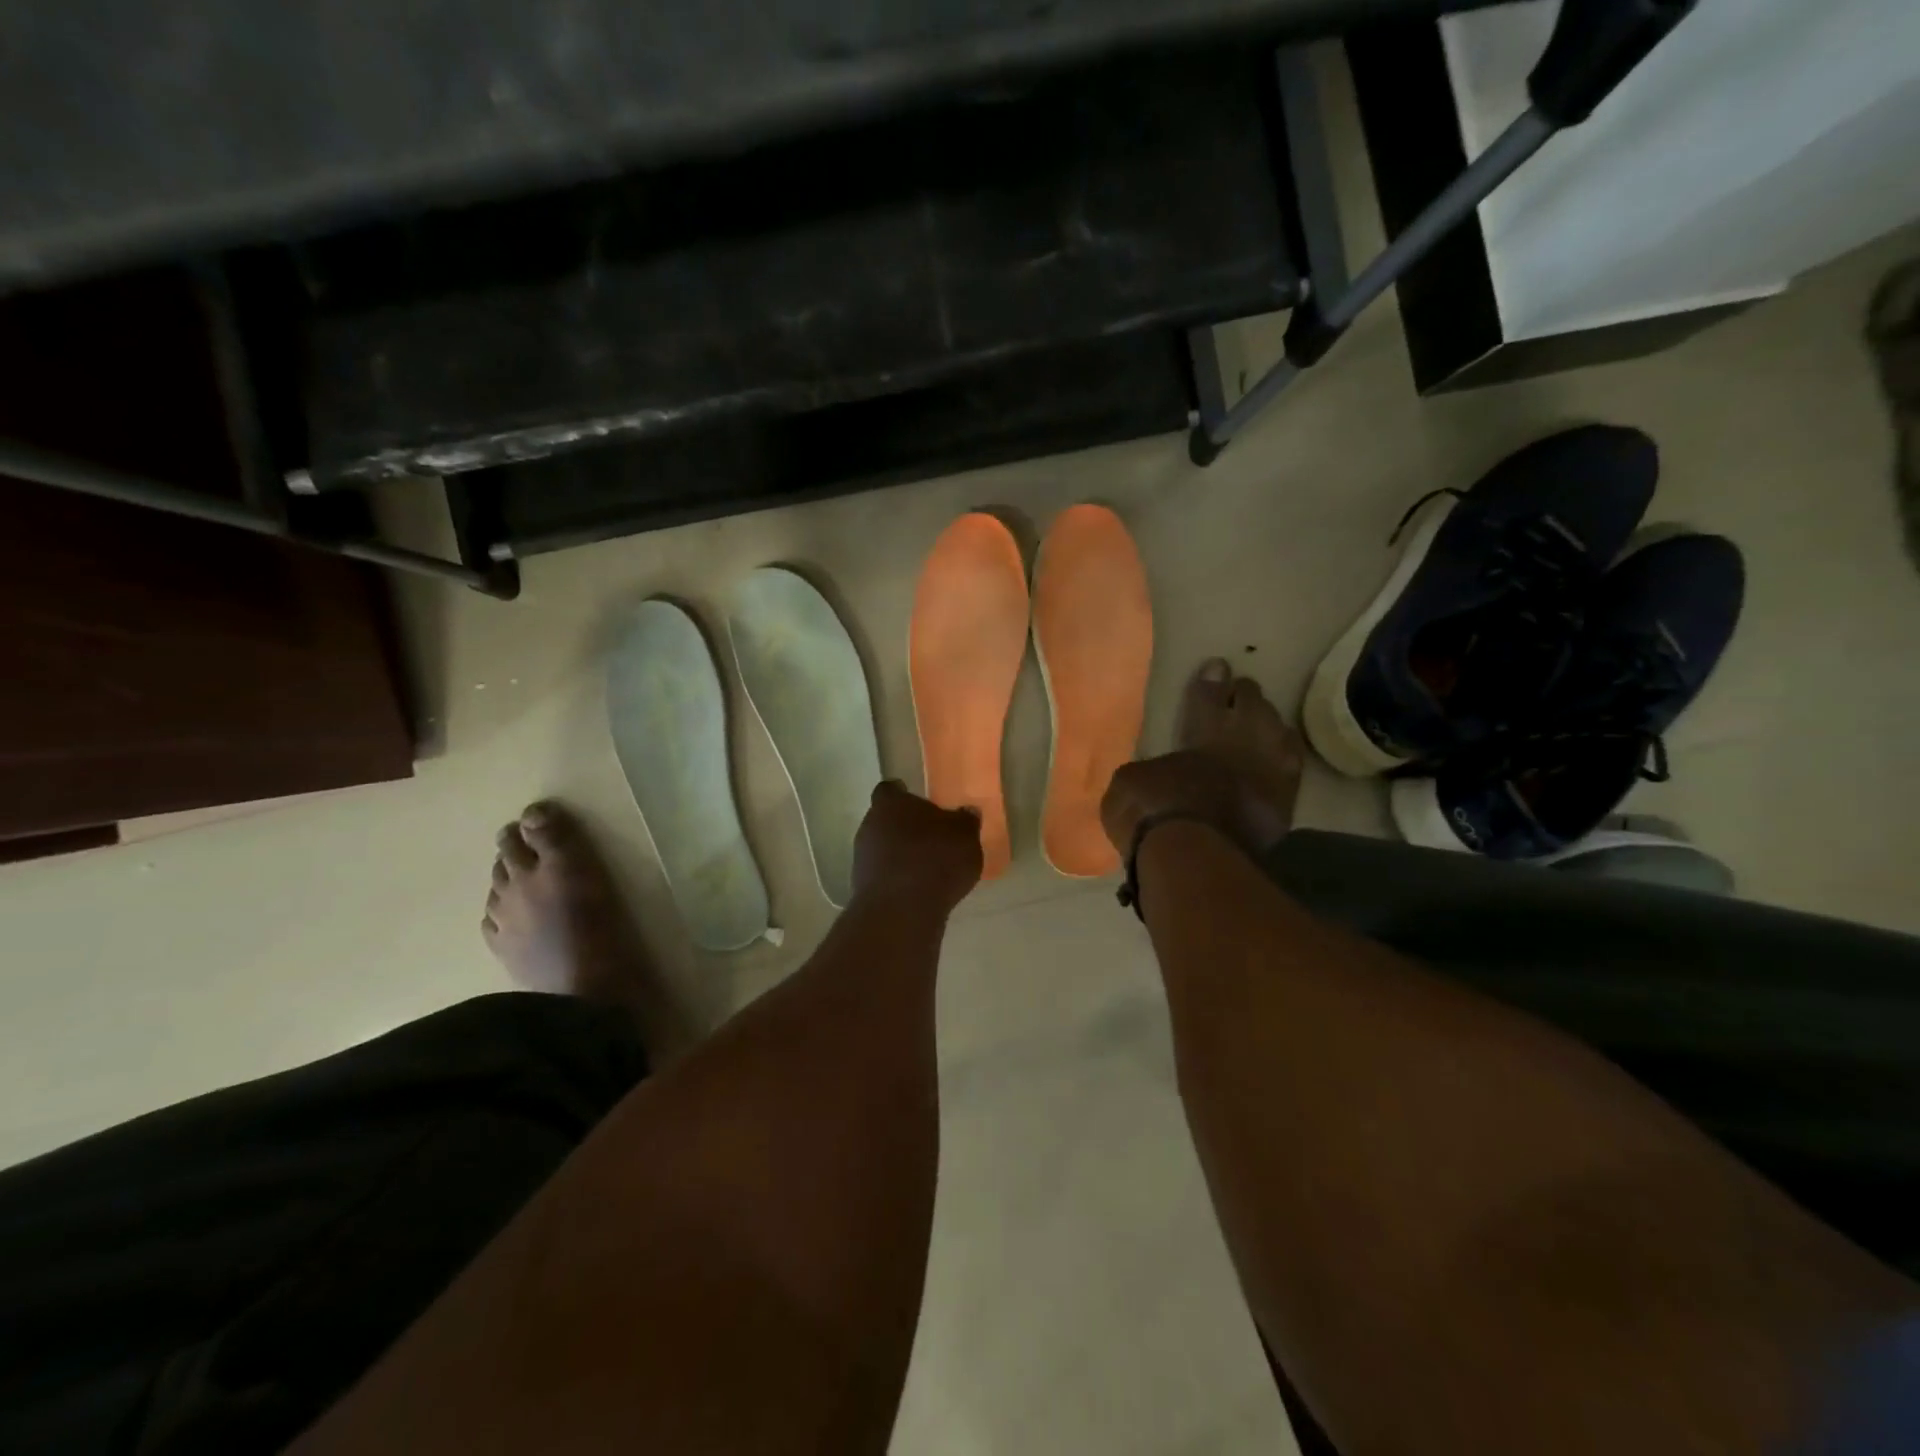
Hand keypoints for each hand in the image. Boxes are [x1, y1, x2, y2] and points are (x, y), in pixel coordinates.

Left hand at [852, 781, 983, 913]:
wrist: (902, 910)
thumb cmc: (936, 860)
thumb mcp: (965, 836)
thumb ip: (966, 821)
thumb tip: (967, 811)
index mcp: (892, 803)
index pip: (890, 790)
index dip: (903, 794)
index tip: (917, 801)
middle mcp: (870, 825)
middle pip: (885, 820)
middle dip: (904, 828)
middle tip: (929, 837)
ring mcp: (861, 858)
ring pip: (882, 848)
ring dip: (899, 855)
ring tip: (926, 868)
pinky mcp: (861, 887)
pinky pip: (882, 875)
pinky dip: (896, 879)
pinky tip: (917, 890)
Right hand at [1102, 660, 1303, 862]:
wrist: (1194, 855)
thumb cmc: (1152, 811)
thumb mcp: (1128, 781)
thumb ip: (1147, 768)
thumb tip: (1152, 773)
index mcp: (1203, 729)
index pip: (1208, 695)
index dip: (1210, 680)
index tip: (1217, 664)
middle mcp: (1243, 741)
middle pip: (1252, 706)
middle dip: (1244, 695)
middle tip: (1241, 689)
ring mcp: (1270, 772)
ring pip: (1279, 733)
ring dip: (1269, 723)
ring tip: (1264, 719)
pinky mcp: (1284, 804)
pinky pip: (1290, 769)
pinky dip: (1283, 758)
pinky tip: (1280, 756)